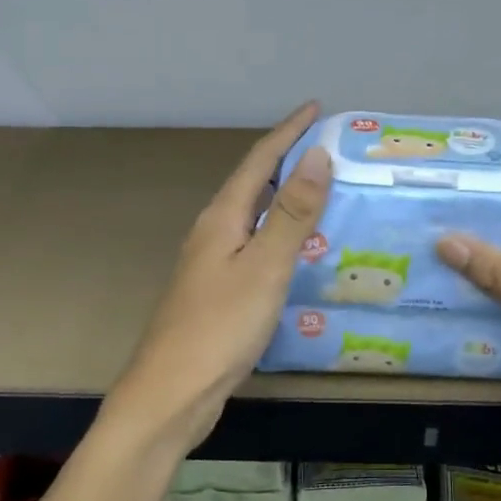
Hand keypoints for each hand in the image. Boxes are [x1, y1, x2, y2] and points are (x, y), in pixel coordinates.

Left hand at [103, 102, 330, 452]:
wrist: (172, 393)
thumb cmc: (220, 326)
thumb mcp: (265, 266)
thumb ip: (291, 212)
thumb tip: (317, 155)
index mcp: (222, 218)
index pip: (259, 160)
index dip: (288, 132)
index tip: (315, 108)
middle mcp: (213, 232)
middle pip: (253, 183)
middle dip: (288, 159)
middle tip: (329, 148)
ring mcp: (212, 263)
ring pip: (254, 216)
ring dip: (284, 197)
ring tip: (322, 190)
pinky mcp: (218, 291)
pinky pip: (255, 246)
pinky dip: (280, 234)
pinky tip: (298, 250)